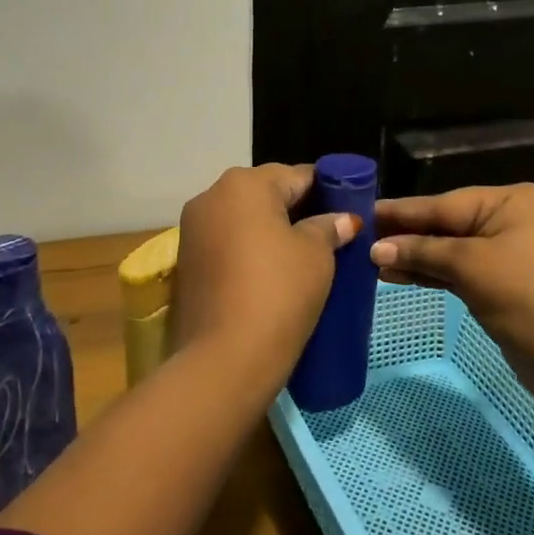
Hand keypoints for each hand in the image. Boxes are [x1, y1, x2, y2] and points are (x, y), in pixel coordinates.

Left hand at [173, 164, 360, 386]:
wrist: (223, 359)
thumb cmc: (278, 292)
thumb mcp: (316, 256)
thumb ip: (328, 227)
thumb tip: (342, 219)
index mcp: (244, 183)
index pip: (297, 175)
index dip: (328, 191)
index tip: (348, 213)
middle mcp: (211, 196)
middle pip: (266, 193)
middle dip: (296, 210)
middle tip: (329, 237)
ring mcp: (192, 229)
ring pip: (243, 219)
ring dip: (270, 231)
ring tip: (301, 258)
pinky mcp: (185, 262)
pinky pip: (226, 243)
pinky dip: (248, 251)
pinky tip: (270, 274)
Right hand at [371, 183, 533, 402]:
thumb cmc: (524, 297)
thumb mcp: (468, 266)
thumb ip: (420, 251)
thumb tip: (375, 248)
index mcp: (509, 201)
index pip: (442, 203)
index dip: (401, 211)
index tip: (362, 211)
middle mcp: (508, 219)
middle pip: (444, 224)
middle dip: (404, 235)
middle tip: (359, 237)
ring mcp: (505, 252)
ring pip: (448, 248)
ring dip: (413, 256)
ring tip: (370, 260)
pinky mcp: (500, 281)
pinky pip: (457, 269)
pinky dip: (430, 273)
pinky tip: (396, 275)